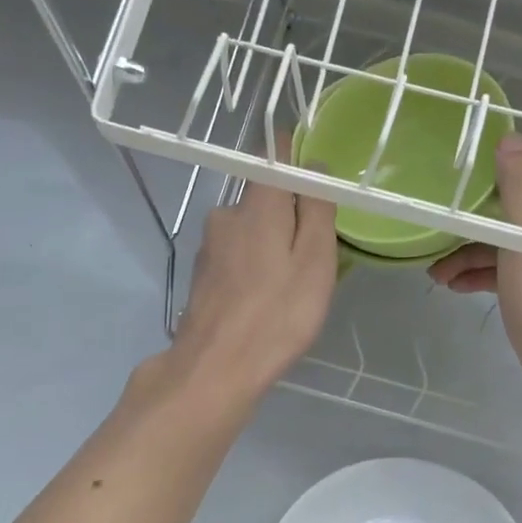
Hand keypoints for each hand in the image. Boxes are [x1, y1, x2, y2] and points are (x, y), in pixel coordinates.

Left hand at [161, 155, 338, 407]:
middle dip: (291, 213)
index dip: (296, 154)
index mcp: (257, 204)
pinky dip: (255, 266)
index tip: (318, 178)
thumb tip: (314, 163)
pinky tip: (266, 299)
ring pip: (250, 228)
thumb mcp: (315, 260)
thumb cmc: (278, 314)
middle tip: (317, 253)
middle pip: (264, 197)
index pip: (273, 154)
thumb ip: (317, 207)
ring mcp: (210, 246)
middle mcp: (226, 214)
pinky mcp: (203, 274)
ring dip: (273, 244)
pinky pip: (237, 254)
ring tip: (293, 284)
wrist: (216, 368)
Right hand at [429, 135, 521, 406]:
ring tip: (436, 275)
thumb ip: (519, 186)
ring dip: (474, 255)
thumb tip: (512, 139)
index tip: (460, 190)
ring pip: (513, 245)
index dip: (496, 179)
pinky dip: (488, 275)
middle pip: (518, 212)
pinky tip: (457, 286)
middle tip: (437, 239)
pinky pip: (517, 272)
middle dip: (475, 226)